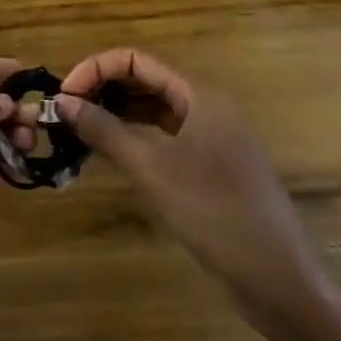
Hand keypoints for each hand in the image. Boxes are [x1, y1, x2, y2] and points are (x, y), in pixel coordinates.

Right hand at [58, 48, 335, 339]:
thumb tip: (61, 101)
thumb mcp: (152, 169)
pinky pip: (165, 138)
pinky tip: (110, 154)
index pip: (137, 60)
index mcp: (200, 96)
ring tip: (78, 130)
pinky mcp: (211, 168)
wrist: (279, 281)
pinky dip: (135, 139)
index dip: (96, 69)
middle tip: (65, 112)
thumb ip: (105, 130)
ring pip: (155, 110)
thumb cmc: (215, 213)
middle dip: (103, 89)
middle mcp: (207, 108)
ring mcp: (212, 139)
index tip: (63, 95)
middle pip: (146, 81)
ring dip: (116, 114)